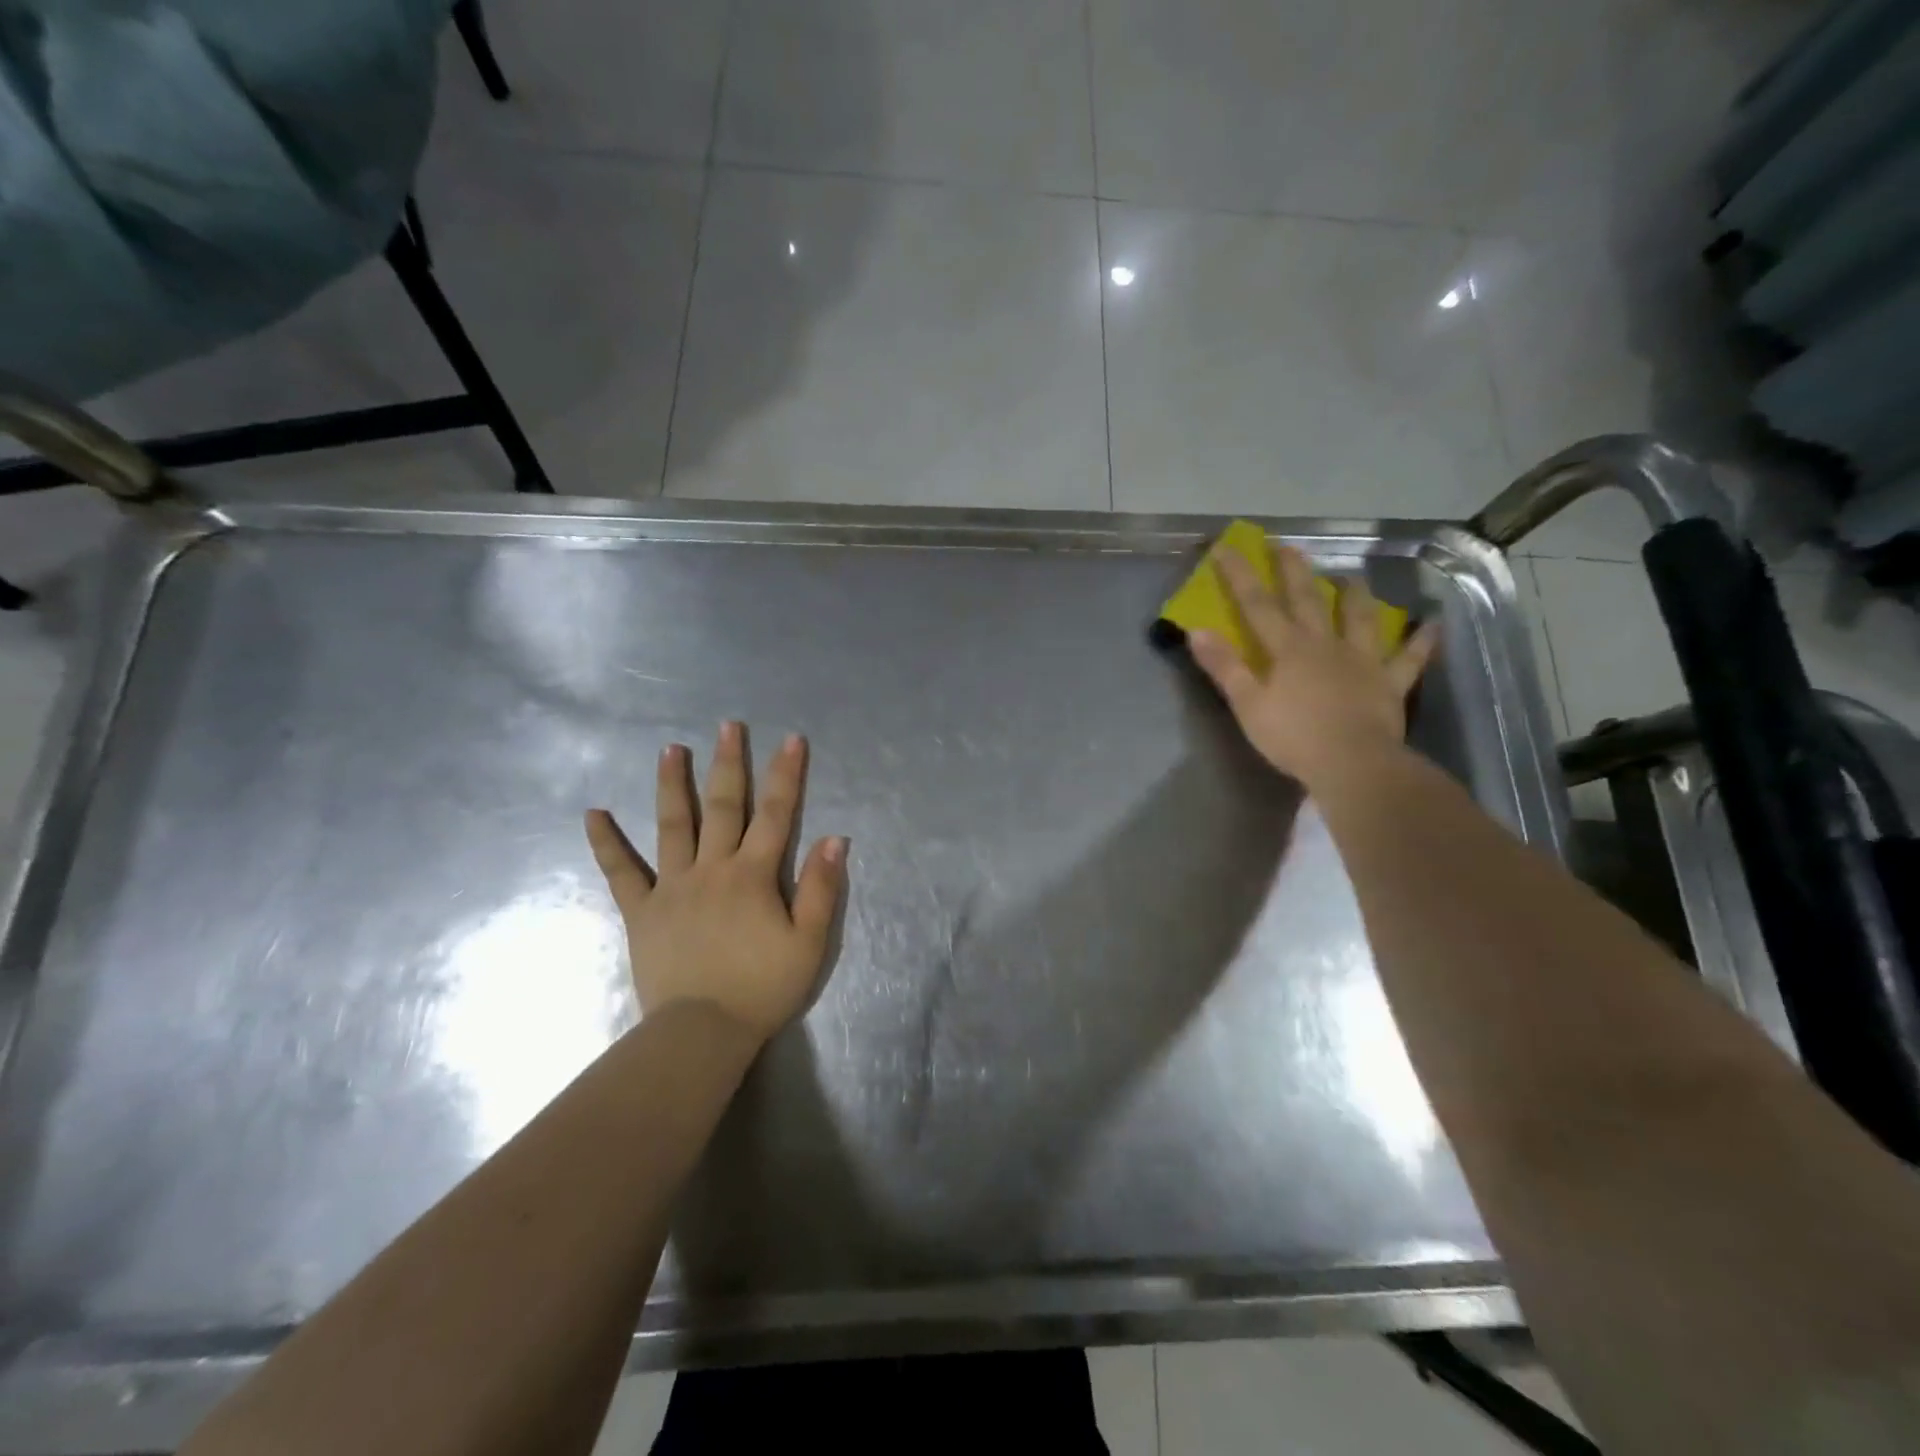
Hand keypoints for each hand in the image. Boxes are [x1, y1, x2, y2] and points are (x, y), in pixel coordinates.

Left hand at [585, 722, 846, 1045]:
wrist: (701, 1033)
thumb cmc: (762, 988)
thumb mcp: (809, 943)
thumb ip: (821, 889)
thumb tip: (833, 838)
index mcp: (753, 875)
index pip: (775, 814)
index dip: (786, 775)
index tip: (791, 740)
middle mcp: (712, 869)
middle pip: (724, 807)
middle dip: (729, 763)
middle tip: (728, 726)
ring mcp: (672, 887)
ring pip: (673, 825)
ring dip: (673, 785)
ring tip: (670, 749)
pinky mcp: (642, 911)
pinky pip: (621, 872)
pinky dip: (606, 842)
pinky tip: (593, 814)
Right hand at [1188, 540, 1438, 783]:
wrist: (1353, 764)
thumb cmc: (1293, 737)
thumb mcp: (1247, 705)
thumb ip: (1224, 667)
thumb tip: (1196, 631)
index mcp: (1288, 649)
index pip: (1257, 605)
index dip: (1240, 576)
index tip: (1226, 548)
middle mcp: (1326, 644)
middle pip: (1308, 600)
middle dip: (1294, 571)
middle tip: (1287, 546)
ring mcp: (1362, 661)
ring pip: (1360, 618)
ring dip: (1355, 594)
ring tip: (1352, 575)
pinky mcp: (1389, 683)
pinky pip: (1409, 658)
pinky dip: (1421, 641)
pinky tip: (1432, 624)